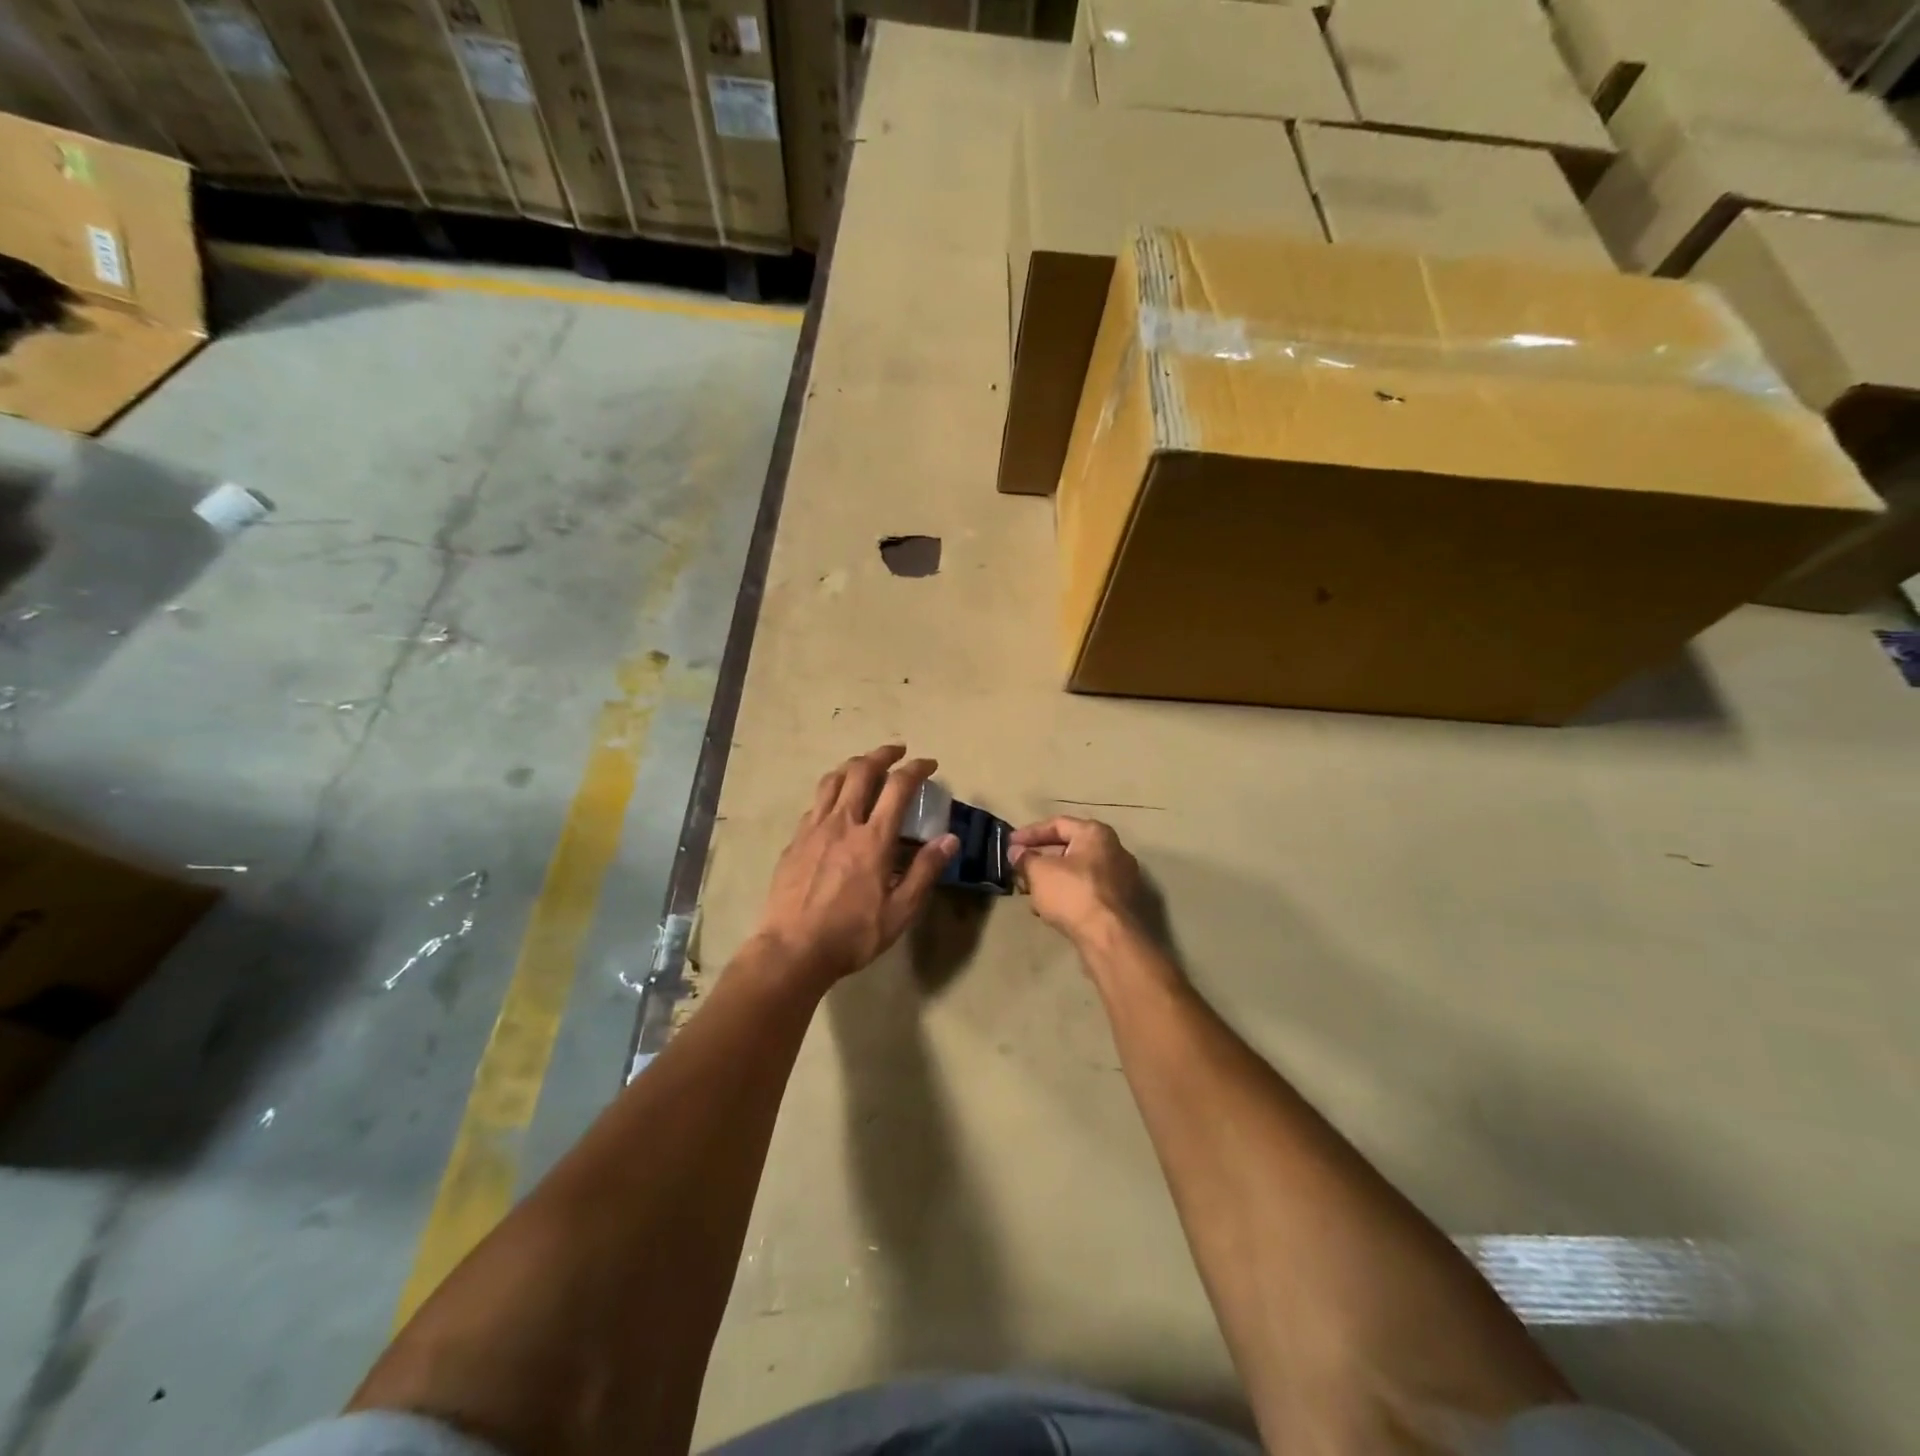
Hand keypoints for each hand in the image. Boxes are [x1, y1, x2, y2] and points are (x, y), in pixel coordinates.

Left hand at [753, 745, 957, 989]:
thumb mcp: (900, 911)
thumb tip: (950, 839)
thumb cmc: (851, 934)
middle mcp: (842, 823)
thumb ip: (925, 871)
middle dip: (882, 754)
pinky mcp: (794, 841)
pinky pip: (815, 803)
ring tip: (865, 764)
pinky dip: (832, 791)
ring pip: (832, 780)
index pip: (898, 787)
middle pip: (861, 771)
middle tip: (897, 751)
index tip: (929, 764)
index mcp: (872, 838)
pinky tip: (836, 803)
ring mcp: (813, 829)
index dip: (916, 769)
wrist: (791, 950)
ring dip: (853, 765)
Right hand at [1009, 816, 1143, 949]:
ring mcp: (1121, 878)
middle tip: (1018, 870)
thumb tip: (1016, 852)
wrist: (1111, 938)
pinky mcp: (1121, 903)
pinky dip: (1067, 895)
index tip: (1010, 844)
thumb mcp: (1039, 872)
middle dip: (1040, 859)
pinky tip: (1049, 910)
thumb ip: (1025, 858)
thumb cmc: (1073, 894)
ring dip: (1051, 880)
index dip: (1030, 833)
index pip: (1057, 824)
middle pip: (1068, 848)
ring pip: (1077, 872)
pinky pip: (1087, 891)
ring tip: (1030, 894)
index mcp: (1096, 834)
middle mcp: (1114, 850)